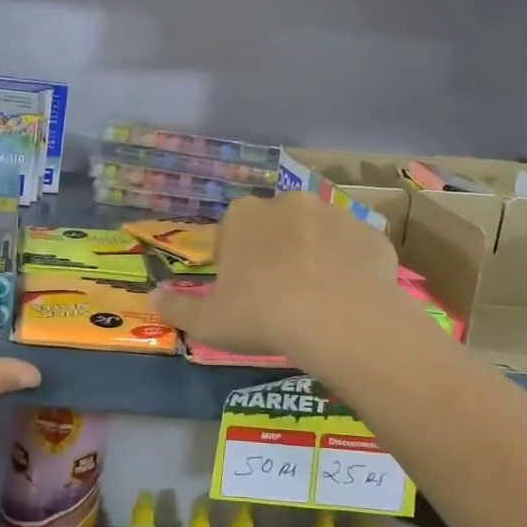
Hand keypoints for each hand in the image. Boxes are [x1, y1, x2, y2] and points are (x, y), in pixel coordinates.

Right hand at [152, 192, 403, 367]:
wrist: (340, 321)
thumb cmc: (262, 314)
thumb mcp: (208, 322)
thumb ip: (176, 308)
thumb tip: (153, 297)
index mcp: (245, 216)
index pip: (232, 230)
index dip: (234, 260)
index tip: (240, 290)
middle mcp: (289, 203)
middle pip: (276, 226)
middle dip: (275, 251)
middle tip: (277, 295)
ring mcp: (336, 215)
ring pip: (318, 234)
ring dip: (314, 255)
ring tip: (316, 300)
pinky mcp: (373, 236)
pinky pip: (354, 250)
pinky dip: (350, 268)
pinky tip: (348, 300)